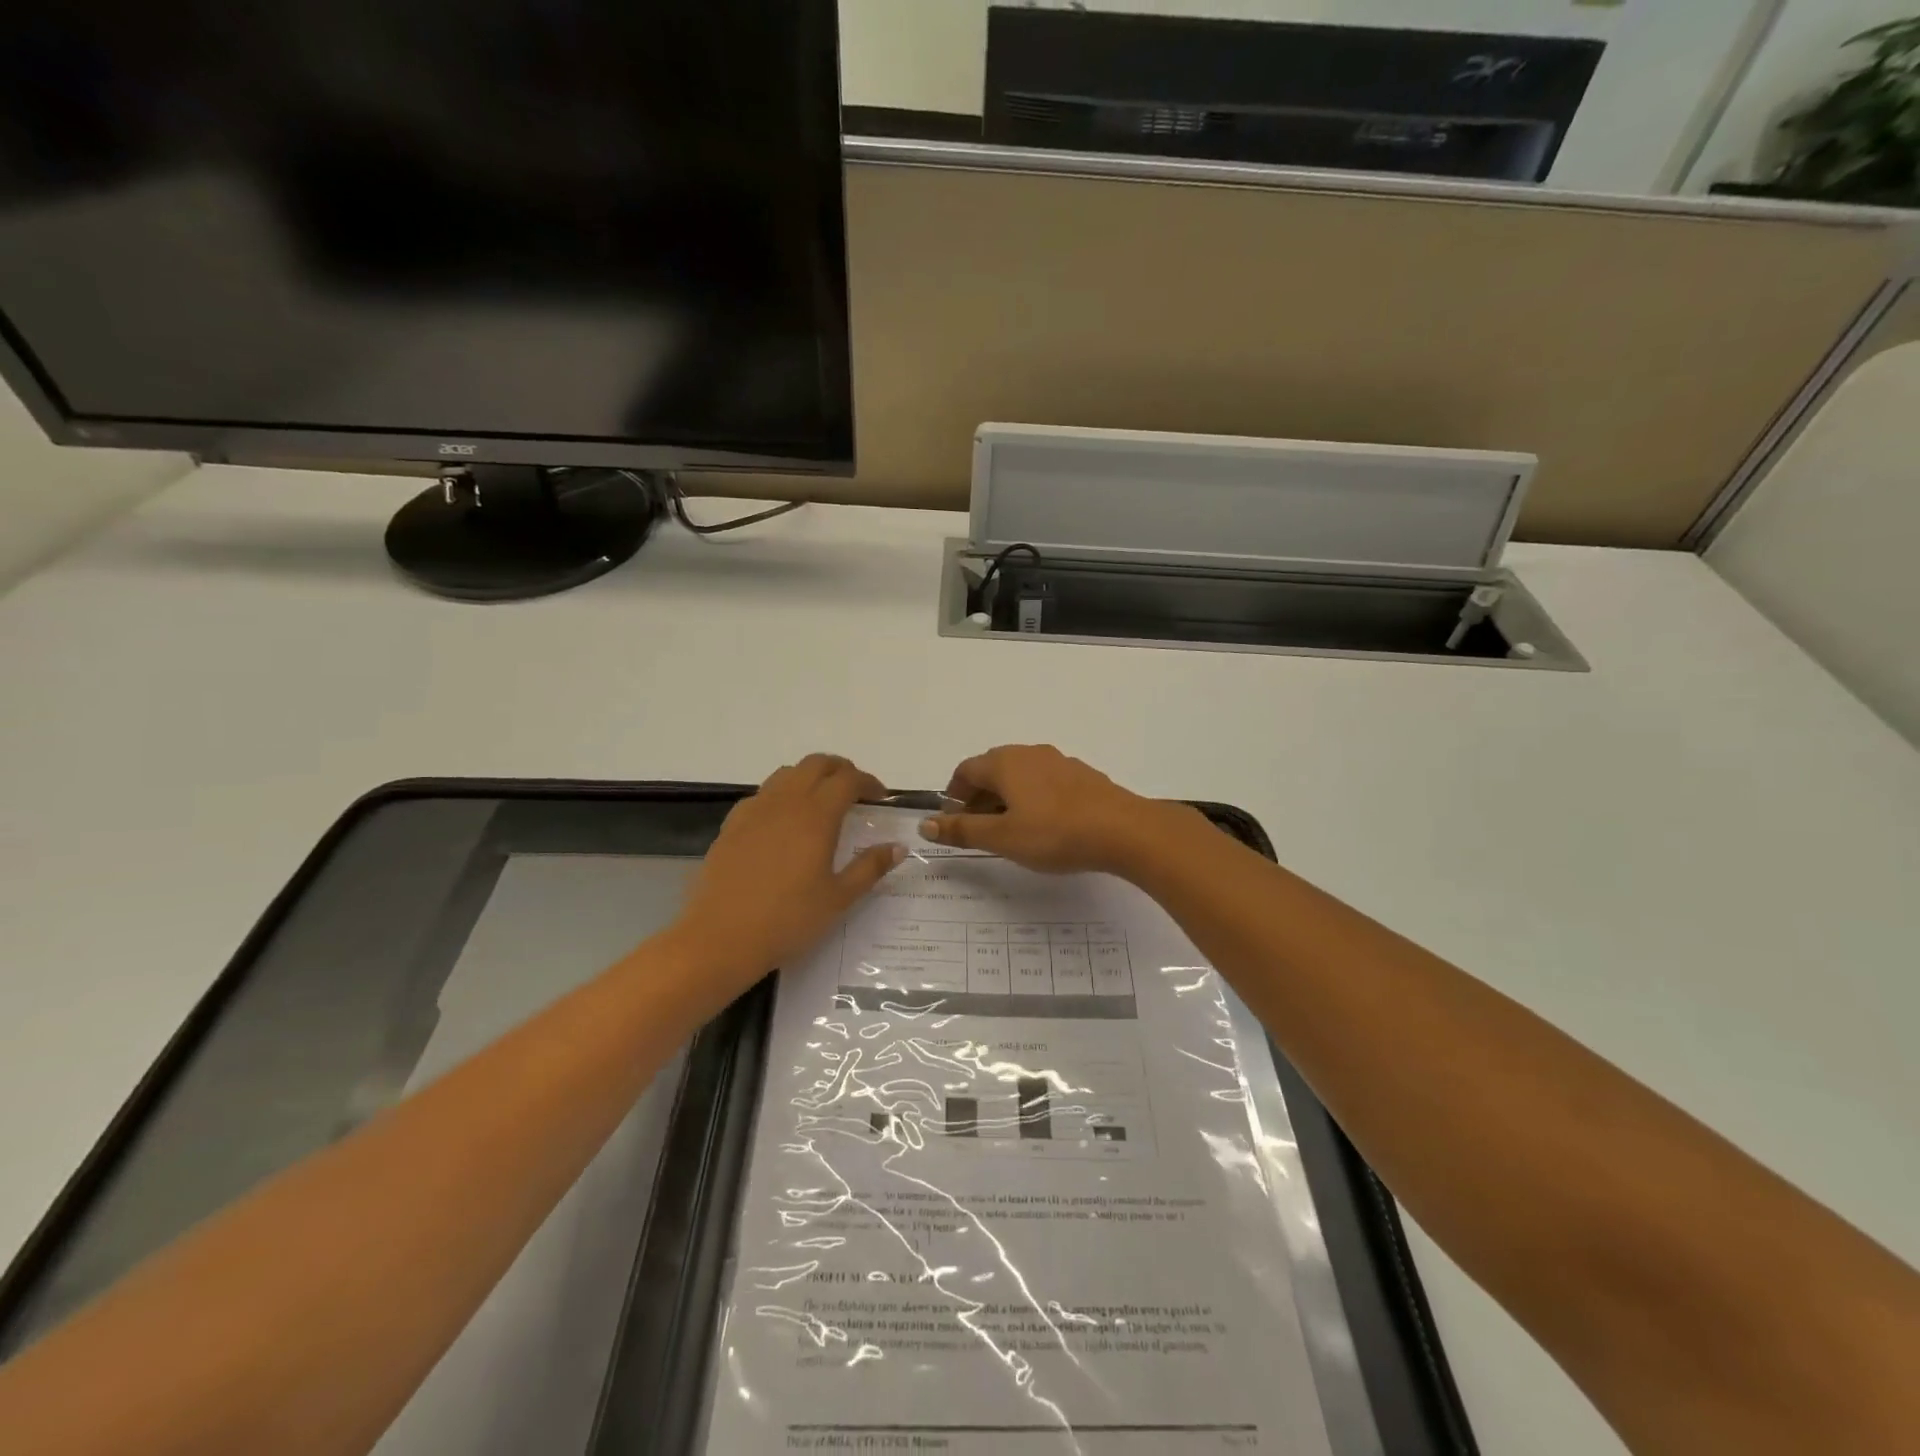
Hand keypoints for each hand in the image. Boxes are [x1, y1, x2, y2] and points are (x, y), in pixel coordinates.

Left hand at [675, 755, 904, 986]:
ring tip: (821, 802)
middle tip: (855, 791)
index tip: (881, 798)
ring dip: (810, 777)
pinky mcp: (732, 824)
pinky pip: (762, 795)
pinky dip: (781, 795)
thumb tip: (897, 846)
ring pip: (787, 774)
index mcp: (816, 815)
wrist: (720, 938)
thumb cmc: (788, 919)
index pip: (848, 780)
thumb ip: (870, 867)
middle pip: (816, 764)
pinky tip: (783, 823)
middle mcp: (786, 801)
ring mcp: (755, 810)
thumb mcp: (839, 898)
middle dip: (840, 770)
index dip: (868, 782)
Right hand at [919, 744, 1198, 876]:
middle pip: (993, 770)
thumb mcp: (1002, 838)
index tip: (955, 822)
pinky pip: (1045, 782)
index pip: (965, 770)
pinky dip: (1034, 799)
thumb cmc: (1054, 833)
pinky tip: (1046, 826)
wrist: (1123, 830)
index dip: (954, 796)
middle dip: (980, 798)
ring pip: (1021, 776)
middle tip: (980, 831)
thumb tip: (925, 824)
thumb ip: (962, 830)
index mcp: (1005, 762)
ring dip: (1007, 799)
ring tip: (1012, 831)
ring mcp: (1059, 761)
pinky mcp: (1082, 776)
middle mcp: (1029, 753)